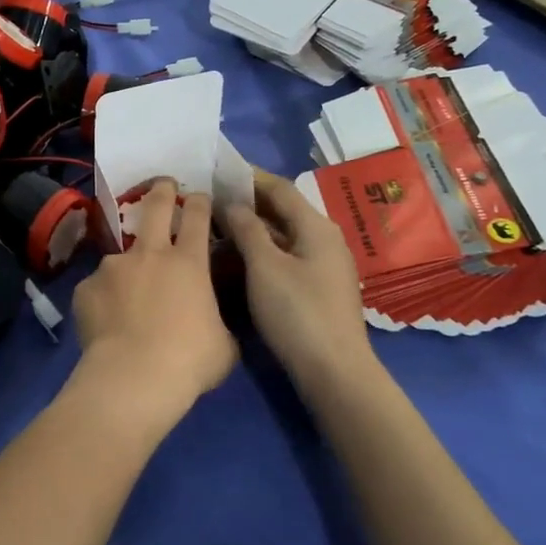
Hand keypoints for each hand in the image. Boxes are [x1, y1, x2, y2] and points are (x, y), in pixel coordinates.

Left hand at [71, 180, 237, 423]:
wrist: (133, 378)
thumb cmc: (189, 361)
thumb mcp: (223, 344)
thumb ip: (217, 321)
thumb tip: (212, 322)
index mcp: (188, 262)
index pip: (197, 215)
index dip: (199, 201)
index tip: (199, 196)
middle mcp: (149, 254)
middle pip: (155, 205)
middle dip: (161, 190)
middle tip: (163, 184)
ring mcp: (113, 267)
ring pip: (122, 256)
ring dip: (128, 268)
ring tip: (127, 296)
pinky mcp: (86, 287)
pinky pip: (98, 288)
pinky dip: (104, 299)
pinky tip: (106, 321)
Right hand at [222, 169, 368, 377]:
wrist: (334, 372)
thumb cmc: (298, 313)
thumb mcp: (265, 267)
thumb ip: (247, 229)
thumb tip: (231, 203)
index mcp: (316, 227)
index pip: (280, 188)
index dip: (249, 177)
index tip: (218, 172)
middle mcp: (325, 239)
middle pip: (283, 210)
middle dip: (248, 203)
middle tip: (211, 201)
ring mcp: (324, 266)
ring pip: (283, 236)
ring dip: (252, 229)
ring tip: (218, 228)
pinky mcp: (318, 289)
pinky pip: (286, 257)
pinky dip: (262, 251)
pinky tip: (239, 260)